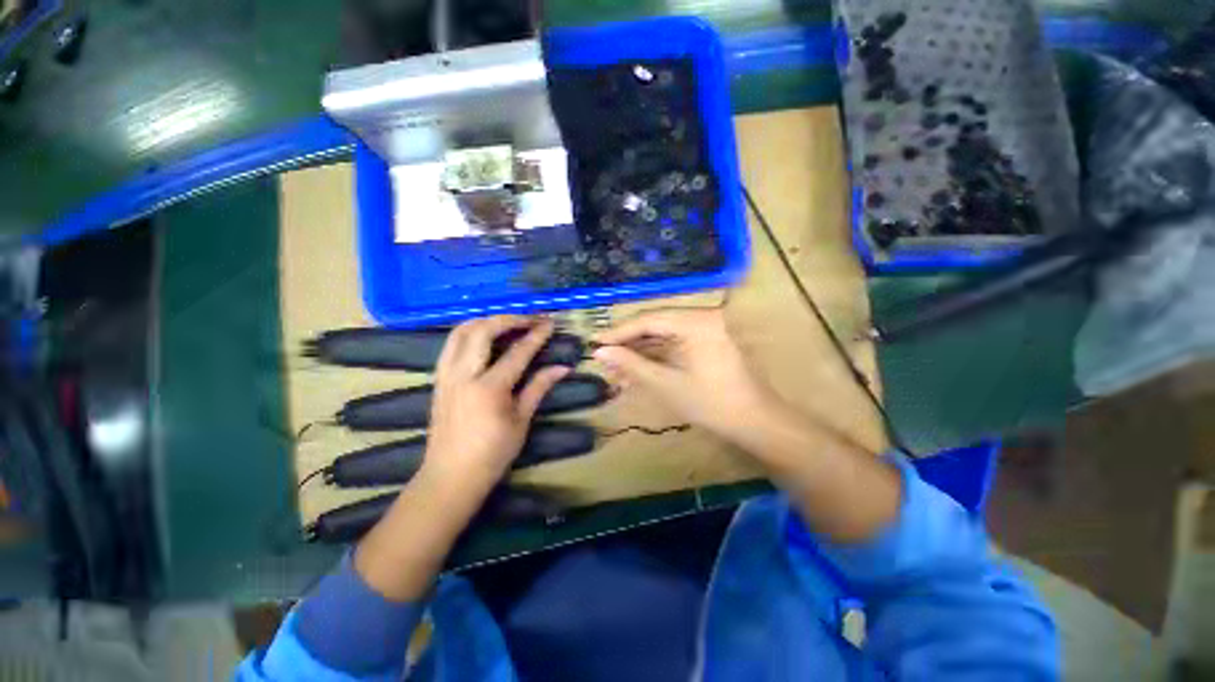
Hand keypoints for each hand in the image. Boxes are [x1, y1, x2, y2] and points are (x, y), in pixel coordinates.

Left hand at [423, 315, 570, 499]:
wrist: (450, 476)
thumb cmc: (492, 453)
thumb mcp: (521, 421)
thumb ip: (539, 388)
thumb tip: (562, 368)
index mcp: (489, 388)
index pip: (517, 352)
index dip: (536, 335)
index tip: (550, 323)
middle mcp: (464, 375)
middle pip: (483, 331)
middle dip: (509, 318)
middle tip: (529, 318)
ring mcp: (446, 375)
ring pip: (461, 332)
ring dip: (485, 320)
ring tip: (507, 321)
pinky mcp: (438, 379)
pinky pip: (451, 344)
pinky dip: (469, 332)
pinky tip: (483, 337)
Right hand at [592, 309, 774, 442]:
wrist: (754, 422)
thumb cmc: (711, 403)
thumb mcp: (665, 384)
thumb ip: (631, 364)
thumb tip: (599, 352)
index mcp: (696, 321)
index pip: (648, 320)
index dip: (619, 332)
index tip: (594, 342)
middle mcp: (701, 317)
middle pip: (654, 325)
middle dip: (627, 344)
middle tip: (603, 360)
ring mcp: (705, 329)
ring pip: (662, 336)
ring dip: (639, 352)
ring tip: (615, 369)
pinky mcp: (705, 342)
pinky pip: (673, 344)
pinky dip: (654, 357)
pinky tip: (636, 370)